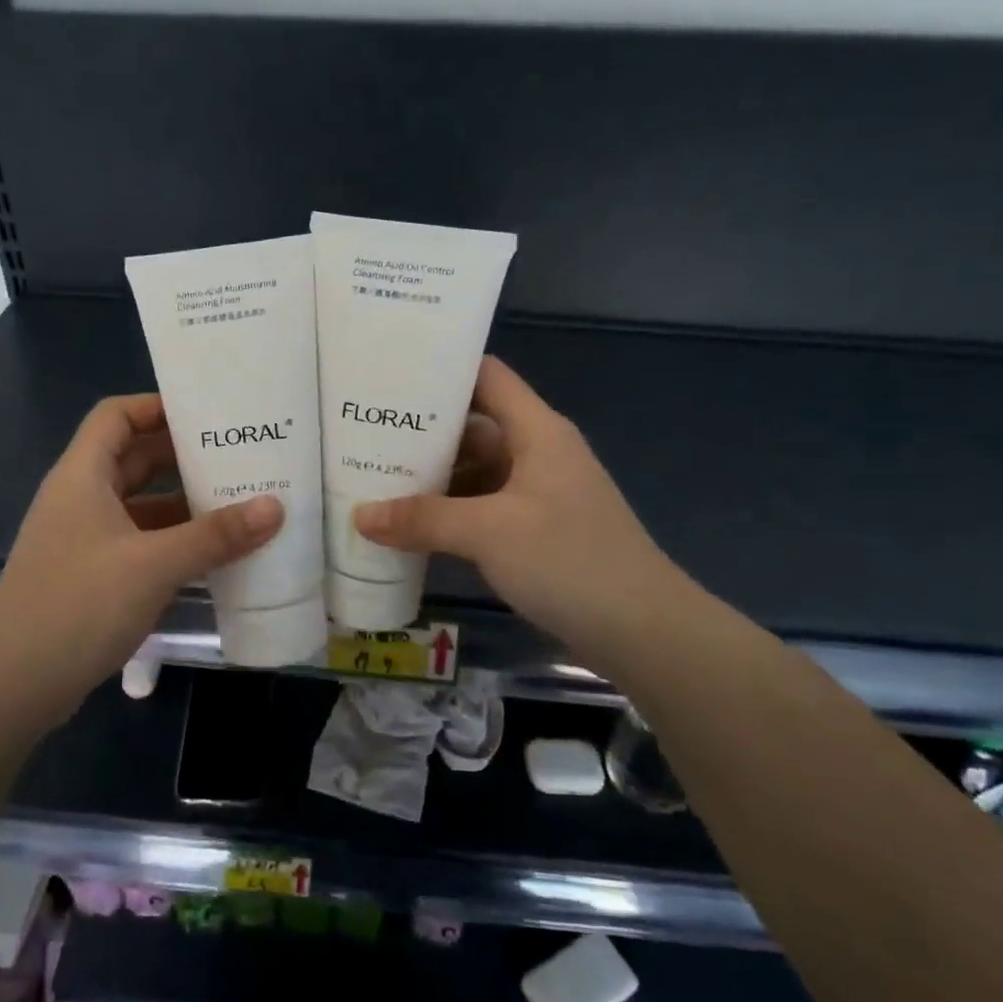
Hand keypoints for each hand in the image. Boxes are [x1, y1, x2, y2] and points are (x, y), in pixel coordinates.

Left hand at [0, 394, 281, 719]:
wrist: (16, 684)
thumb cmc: (80, 605)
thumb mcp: (155, 565)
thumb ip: (216, 536)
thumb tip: (276, 507)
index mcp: (82, 476)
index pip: (116, 415)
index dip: (157, 406)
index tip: (207, 414)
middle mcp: (80, 498)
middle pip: (133, 459)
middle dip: (182, 456)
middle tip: (237, 456)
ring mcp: (83, 539)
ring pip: (139, 504)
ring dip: (182, 503)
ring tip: (237, 502)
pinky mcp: (91, 574)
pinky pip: (138, 541)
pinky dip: (172, 540)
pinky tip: (211, 554)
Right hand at [353, 357, 679, 661]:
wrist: (643, 631)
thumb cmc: (569, 561)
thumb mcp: (489, 533)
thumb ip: (423, 519)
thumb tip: (359, 516)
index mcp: (536, 431)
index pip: (486, 377)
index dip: (441, 370)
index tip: (388, 376)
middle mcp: (537, 453)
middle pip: (473, 426)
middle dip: (421, 434)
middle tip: (363, 436)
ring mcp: (537, 494)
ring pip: (475, 471)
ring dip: (432, 479)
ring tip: (373, 479)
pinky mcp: (535, 531)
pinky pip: (482, 508)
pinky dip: (449, 513)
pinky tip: (410, 525)